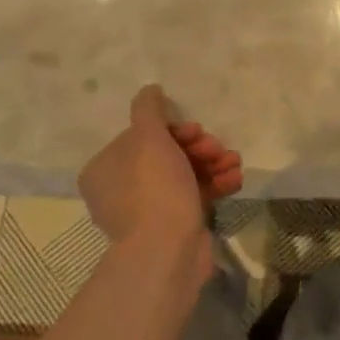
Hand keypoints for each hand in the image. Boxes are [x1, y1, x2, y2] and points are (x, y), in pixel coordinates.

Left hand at [77, 86, 242, 274]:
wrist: (168, 250)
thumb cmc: (154, 187)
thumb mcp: (148, 137)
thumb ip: (148, 109)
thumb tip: (149, 89)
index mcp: (105, 168)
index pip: (143, 136)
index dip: (174, 130)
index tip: (196, 132)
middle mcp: (120, 189)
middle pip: (166, 154)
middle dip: (199, 148)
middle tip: (217, 149)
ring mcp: (147, 210)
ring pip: (184, 174)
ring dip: (213, 164)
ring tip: (234, 164)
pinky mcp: (172, 226)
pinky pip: (194, 196)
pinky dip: (214, 185)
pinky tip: (235, 181)